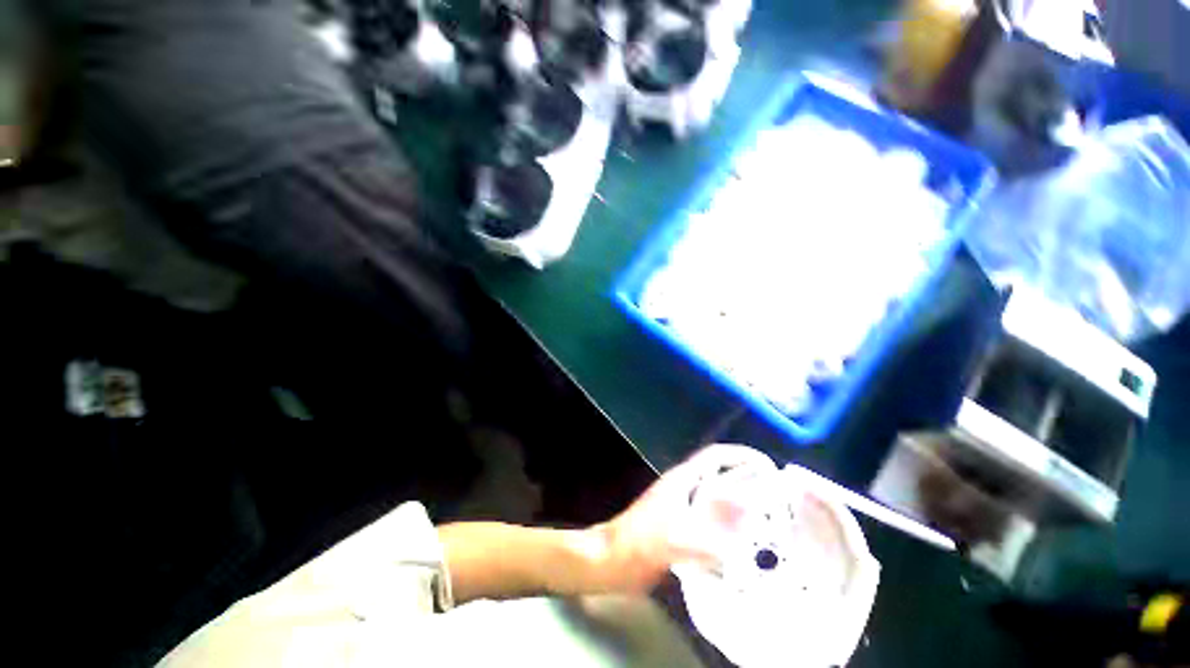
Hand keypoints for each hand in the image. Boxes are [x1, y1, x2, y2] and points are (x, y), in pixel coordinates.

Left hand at [589, 444, 775, 593]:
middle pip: (719, 475)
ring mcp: (682, 506)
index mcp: (683, 480)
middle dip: (746, 480)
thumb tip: (751, 544)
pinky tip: (745, 543)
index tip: (769, 466)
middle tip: (777, 497)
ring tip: (769, 519)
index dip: (741, 455)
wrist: (615, 559)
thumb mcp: (678, 541)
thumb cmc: (642, 543)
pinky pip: (711, 519)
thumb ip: (713, 543)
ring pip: (716, 497)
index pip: (715, 456)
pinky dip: (729, 525)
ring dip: (740, 503)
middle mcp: (684, 487)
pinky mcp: (681, 525)